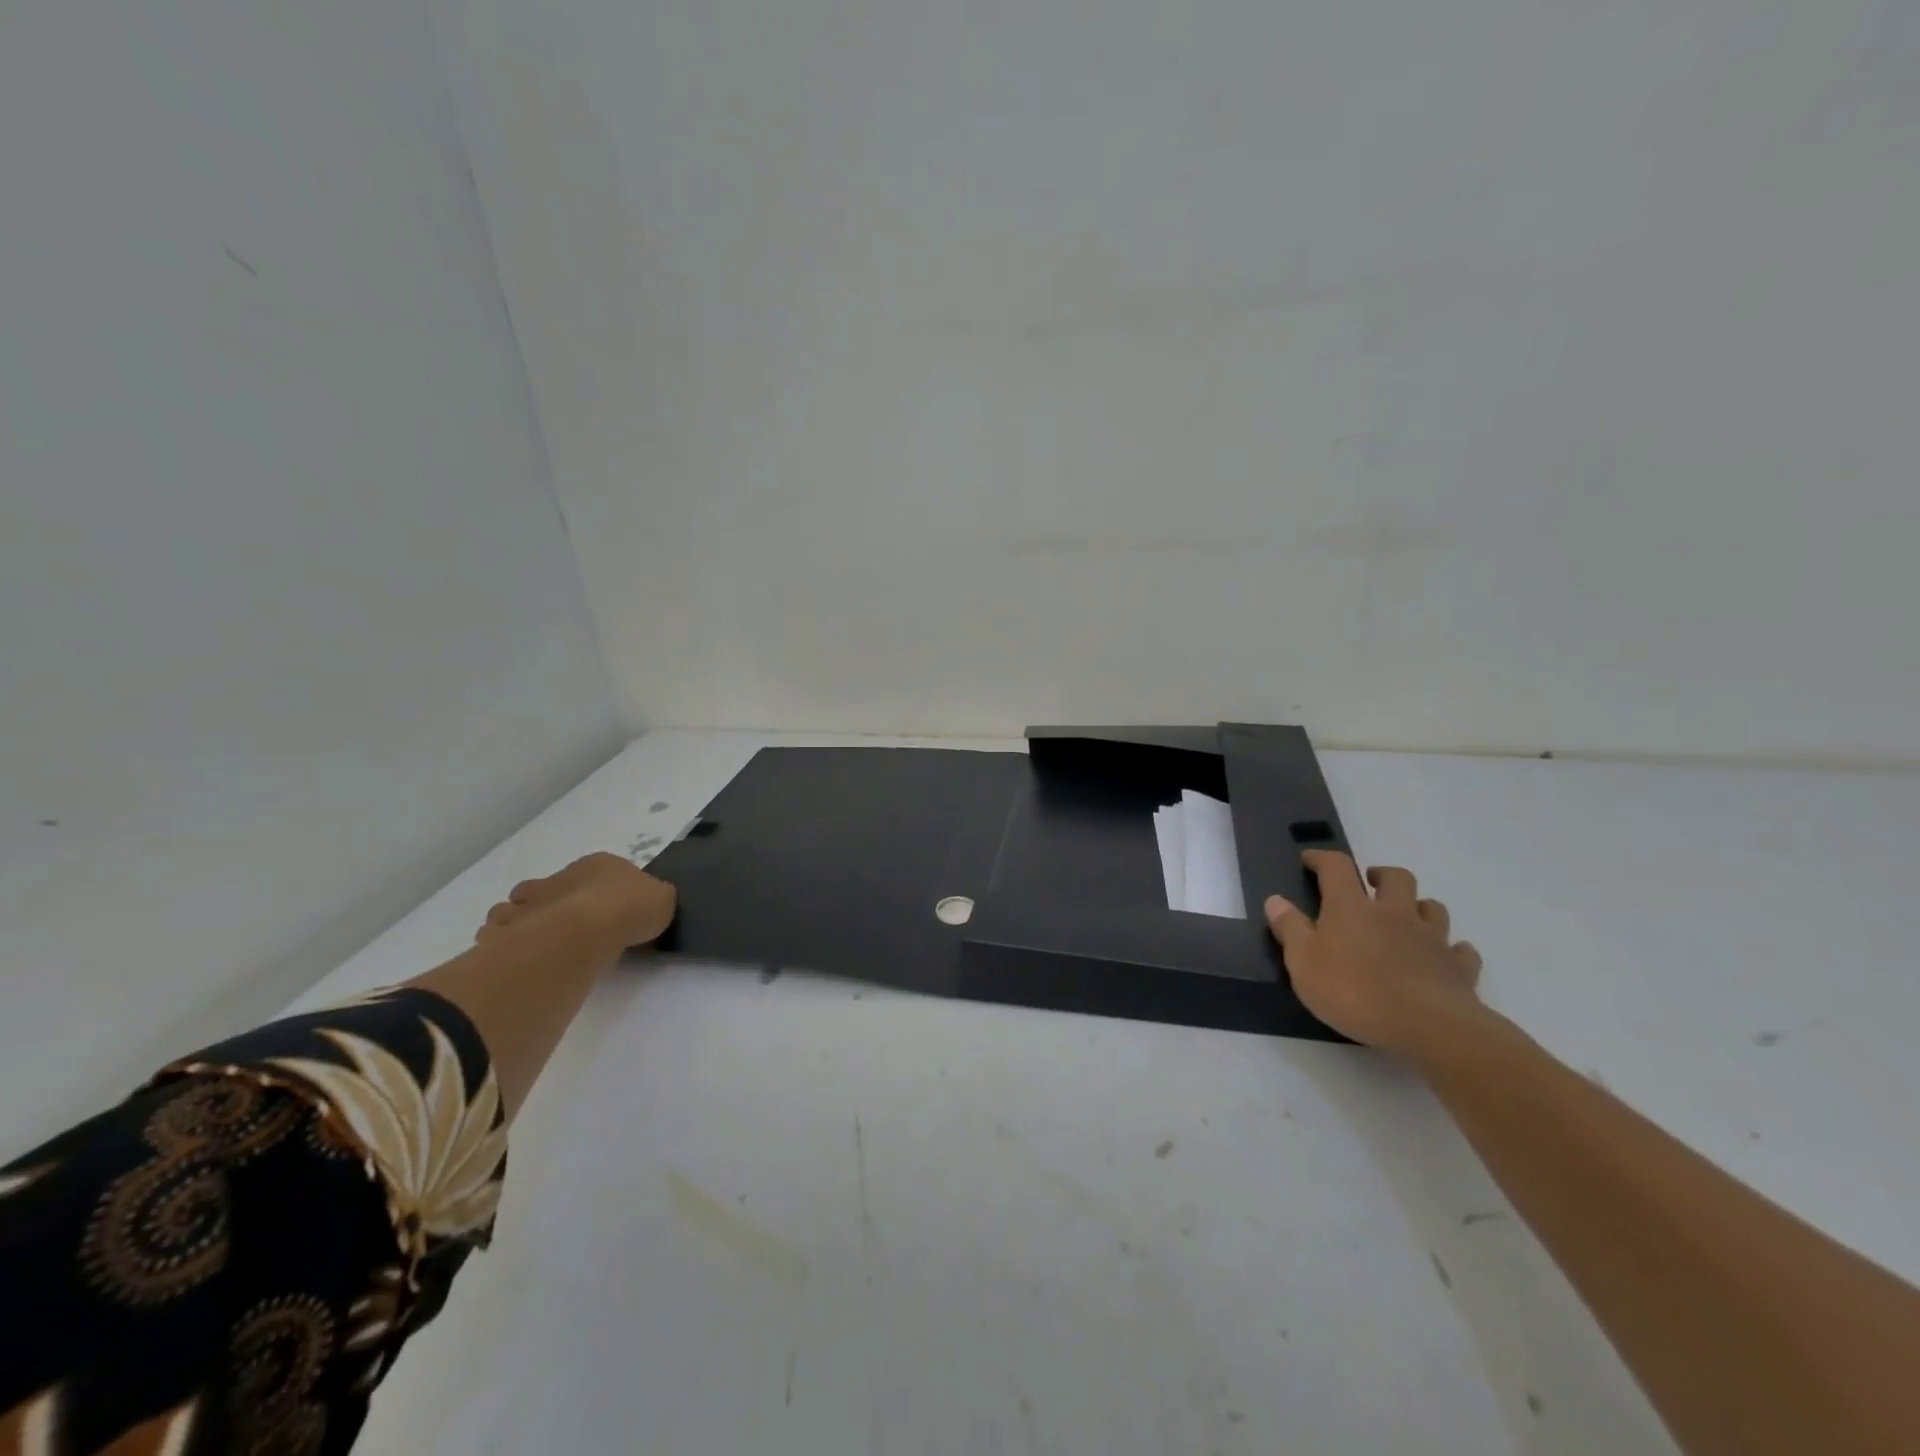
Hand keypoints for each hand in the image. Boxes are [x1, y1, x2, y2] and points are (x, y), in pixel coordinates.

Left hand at [477, 853, 676, 949]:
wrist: (586, 931)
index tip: (610, 911)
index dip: (601, 890)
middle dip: (554, 902)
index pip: (597, 871)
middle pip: (551, 886)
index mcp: (598, 865)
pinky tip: (521, 959)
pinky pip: (498, 934)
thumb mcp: (662, 900)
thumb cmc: (629, 908)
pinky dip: (504, 943)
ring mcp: (529, 902)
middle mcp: (559, 877)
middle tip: (570, 929)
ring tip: (540, 946)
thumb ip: (656, 899)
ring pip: (516, 907)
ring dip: (523, 921)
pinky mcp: (507, 930)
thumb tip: (652, 904)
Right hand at [1265, 850, 1486, 1060]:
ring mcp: (1432, 939)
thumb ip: (1289, 929)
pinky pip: (1461, 951)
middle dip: (1382, 875)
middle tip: (1370, 884)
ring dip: (1420, 907)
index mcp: (1352, 908)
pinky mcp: (1459, 968)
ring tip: (1407, 918)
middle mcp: (1394, 913)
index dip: (1322, 858)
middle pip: (1396, 877)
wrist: (1429, 1027)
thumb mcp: (1303, 963)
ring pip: (1433, 908)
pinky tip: (1444, 958)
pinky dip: (1452, 950)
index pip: (1336, 868)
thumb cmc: (1354, 991)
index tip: (1310, 859)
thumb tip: (1276, 900)